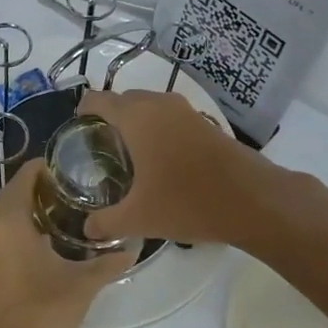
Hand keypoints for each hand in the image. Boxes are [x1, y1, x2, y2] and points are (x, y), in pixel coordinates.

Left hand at [0, 159, 133, 327]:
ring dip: (26, 209)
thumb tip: (133, 249)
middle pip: (12, 193)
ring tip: (62, 212)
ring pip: (3, 214)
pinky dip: (17, 228)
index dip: (45, 168)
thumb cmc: (44, 312)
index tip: (71, 169)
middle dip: (38, 188)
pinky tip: (44, 241)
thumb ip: (108, 263)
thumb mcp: (83, 284)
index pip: (24, 177)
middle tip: (72, 190)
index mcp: (9, 221)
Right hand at [77, 88, 273, 246]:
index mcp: (136, 117)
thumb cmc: (187, 202)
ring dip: (135, 125)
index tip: (76, 136)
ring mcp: (186, 111)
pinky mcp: (205, 123)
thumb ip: (105, 222)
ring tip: (127, 159)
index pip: (97, 100)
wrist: (252, 200)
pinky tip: (159, 163)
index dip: (82, 113)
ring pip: (149, 108)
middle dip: (108, 120)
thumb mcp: (138, 218)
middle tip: (99, 152)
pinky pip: (170, 118)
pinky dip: (158, 131)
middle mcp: (159, 104)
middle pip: (123, 101)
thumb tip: (86, 228)